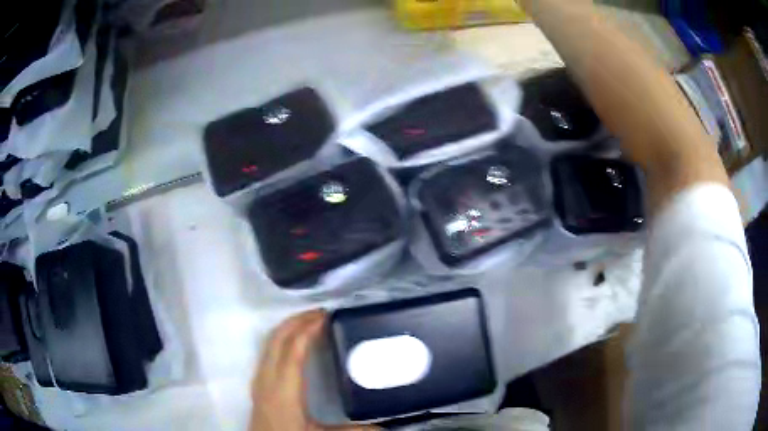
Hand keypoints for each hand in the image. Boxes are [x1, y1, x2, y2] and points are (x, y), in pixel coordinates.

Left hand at [250, 309, 378, 430]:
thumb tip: (383, 427)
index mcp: (283, 390)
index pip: (293, 350)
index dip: (308, 329)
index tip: (326, 316)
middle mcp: (267, 378)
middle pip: (277, 338)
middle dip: (297, 320)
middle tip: (321, 313)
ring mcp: (259, 379)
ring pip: (269, 342)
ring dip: (288, 328)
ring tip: (310, 323)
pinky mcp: (258, 384)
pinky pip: (268, 351)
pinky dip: (281, 339)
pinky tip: (294, 345)